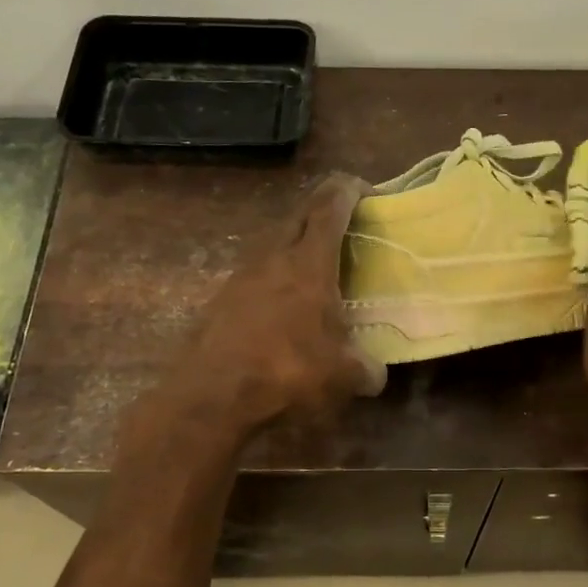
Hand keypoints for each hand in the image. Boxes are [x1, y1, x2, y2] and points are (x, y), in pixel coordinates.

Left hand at [161, 173, 386, 437]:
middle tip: (345, 220)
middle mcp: (274, 258)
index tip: (365, 190)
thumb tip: (375, 374)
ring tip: (316, 264)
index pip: (330, 208)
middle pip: (299, 214)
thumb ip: (365, 368)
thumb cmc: (287, 373)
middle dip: (323, 207)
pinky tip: (283, 303)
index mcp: (309, 264)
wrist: (212, 396)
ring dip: (296, 241)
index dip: (348, 190)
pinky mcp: (221, 298)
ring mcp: (242, 276)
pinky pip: (256, 271)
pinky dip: (275, 274)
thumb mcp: (342, 377)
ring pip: (274, 241)